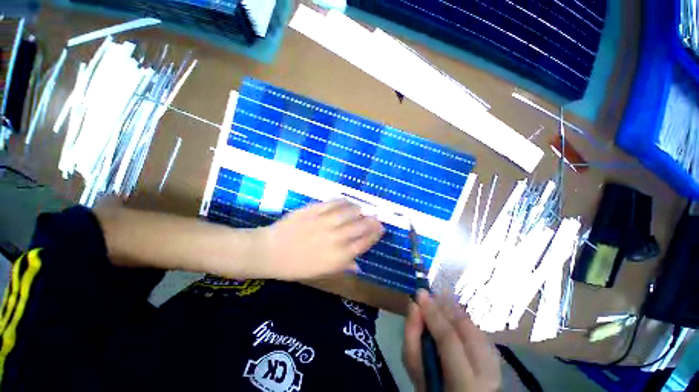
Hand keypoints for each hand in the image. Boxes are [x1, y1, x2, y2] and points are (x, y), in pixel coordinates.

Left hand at [252, 200, 383, 279]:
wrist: (271, 252)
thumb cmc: (296, 267)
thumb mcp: (321, 273)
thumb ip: (342, 266)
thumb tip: (359, 265)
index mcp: (338, 256)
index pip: (364, 243)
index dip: (375, 235)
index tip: (381, 229)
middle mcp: (336, 238)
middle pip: (361, 226)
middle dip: (372, 221)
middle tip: (377, 217)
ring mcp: (325, 222)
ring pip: (350, 212)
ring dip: (359, 210)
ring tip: (362, 210)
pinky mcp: (315, 210)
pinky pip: (334, 203)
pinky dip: (344, 202)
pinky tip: (347, 202)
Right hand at [403, 290, 500, 391]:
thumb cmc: (434, 390)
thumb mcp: (417, 372)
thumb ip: (412, 339)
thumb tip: (413, 305)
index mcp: (465, 383)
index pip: (449, 339)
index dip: (433, 313)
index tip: (419, 293)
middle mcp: (487, 372)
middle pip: (466, 326)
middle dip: (444, 306)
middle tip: (427, 297)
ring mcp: (495, 363)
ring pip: (472, 325)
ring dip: (452, 311)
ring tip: (436, 307)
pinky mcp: (496, 357)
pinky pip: (475, 329)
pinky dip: (460, 320)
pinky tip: (449, 319)